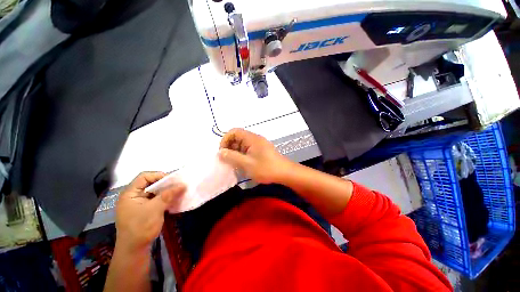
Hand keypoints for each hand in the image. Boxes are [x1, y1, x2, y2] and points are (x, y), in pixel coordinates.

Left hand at [115, 172, 185, 252]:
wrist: (135, 250)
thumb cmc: (141, 227)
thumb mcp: (155, 209)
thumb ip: (168, 194)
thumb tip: (183, 184)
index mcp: (130, 193)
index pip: (144, 177)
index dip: (159, 175)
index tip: (173, 180)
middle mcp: (133, 196)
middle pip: (150, 183)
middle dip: (165, 184)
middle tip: (178, 185)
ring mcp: (139, 204)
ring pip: (155, 192)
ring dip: (166, 191)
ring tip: (178, 191)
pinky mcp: (144, 210)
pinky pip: (156, 199)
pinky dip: (165, 198)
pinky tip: (173, 199)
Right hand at [219, 128, 291, 183]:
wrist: (285, 173)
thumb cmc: (266, 168)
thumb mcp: (247, 164)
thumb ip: (232, 157)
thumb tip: (220, 152)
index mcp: (251, 138)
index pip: (234, 131)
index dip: (225, 140)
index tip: (223, 152)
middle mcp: (255, 139)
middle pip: (238, 137)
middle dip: (230, 147)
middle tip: (227, 159)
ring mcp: (259, 144)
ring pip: (242, 144)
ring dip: (236, 152)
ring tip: (234, 163)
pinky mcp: (261, 150)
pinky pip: (248, 149)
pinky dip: (242, 155)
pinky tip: (242, 164)